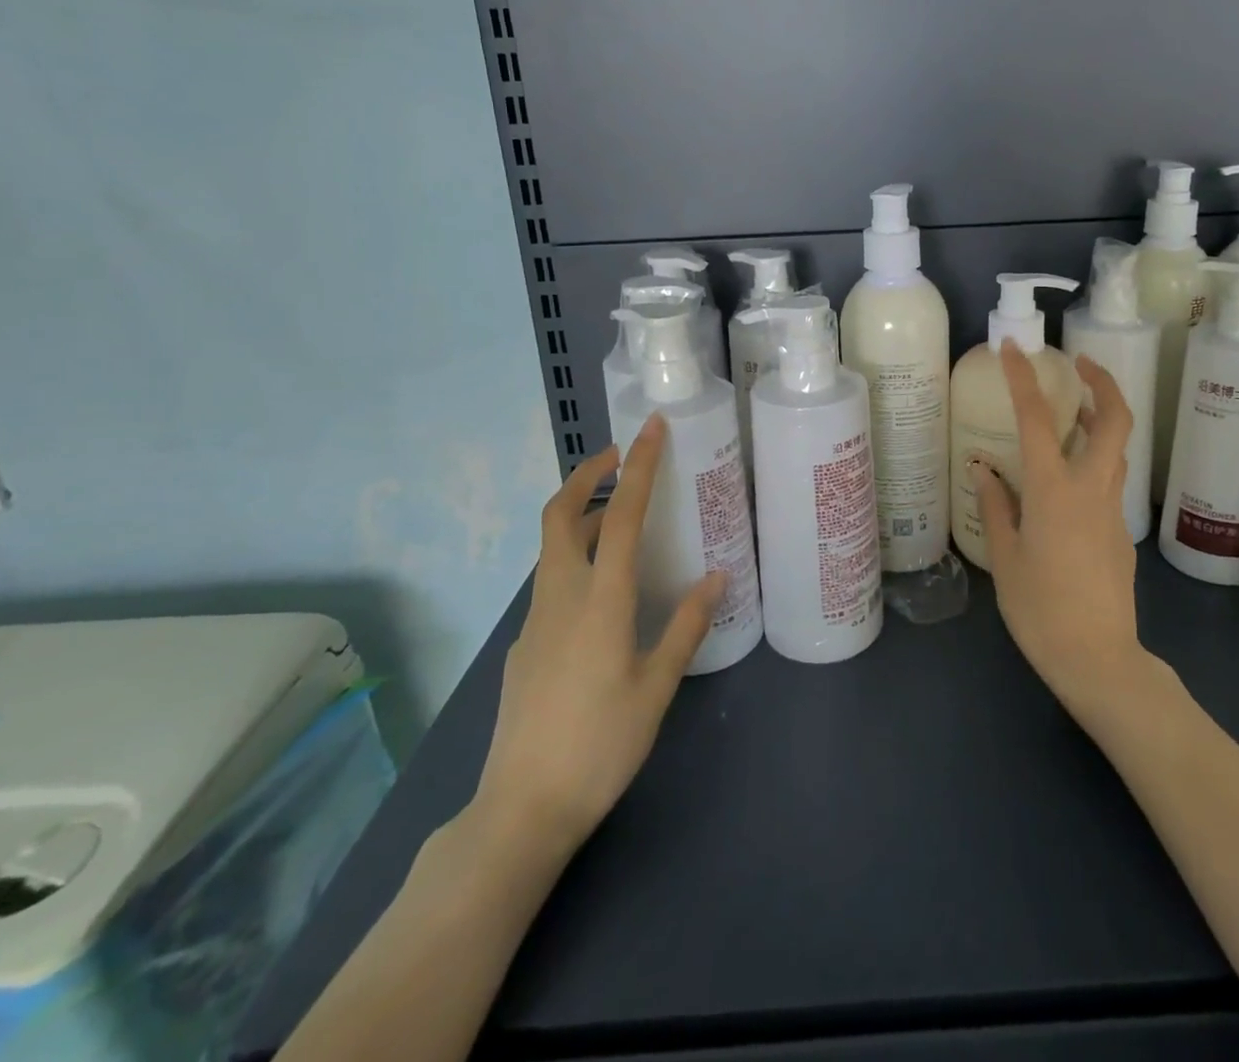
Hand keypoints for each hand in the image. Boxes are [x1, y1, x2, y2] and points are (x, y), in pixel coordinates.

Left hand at [472, 417, 723, 853]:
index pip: (623, 516)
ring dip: (584, 517)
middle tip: (620, 457)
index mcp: (601, 601)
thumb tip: (717, 576)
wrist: (521, 810)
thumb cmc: (600, 745)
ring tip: (625, 519)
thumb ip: (687, 626)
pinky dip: (578, 559)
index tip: (651, 429)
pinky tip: (605, 591)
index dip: (639, 467)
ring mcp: (535, 621)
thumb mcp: (657, 686)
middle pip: (561, 516)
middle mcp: (561, 597)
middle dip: (587, 476)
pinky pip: (553, 582)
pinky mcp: (525, 645)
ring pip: (554, 548)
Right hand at [973, 343, 1152, 723]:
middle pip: (1115, 420)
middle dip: (1102, 382)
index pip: (1038, 419)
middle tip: (1079, 365)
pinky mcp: (1120, 531)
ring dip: (1100, 420)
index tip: (1015, 350)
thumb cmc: (1041, 610)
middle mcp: (1091, 489)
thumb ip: (998, 506)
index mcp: (1054, 491)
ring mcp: (1112, 509)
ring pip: (1116, 449)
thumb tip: (985, 470)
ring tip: (1071, 415)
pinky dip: (1092, 461)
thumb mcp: (1005, 559)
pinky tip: (1064, 483)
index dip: (1024, 379)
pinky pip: (1108, 481)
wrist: (1099, 659)